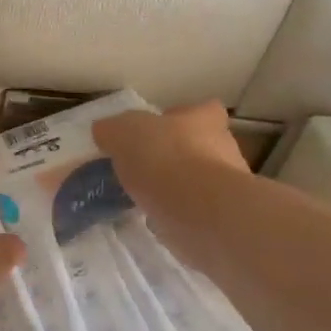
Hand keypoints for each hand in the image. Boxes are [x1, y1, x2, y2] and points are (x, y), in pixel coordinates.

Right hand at [93, 101, 249, 268]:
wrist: (201, 213)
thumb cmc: (166, 160)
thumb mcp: (124, 134)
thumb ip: (112, 130)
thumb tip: (105, 131)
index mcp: (204, 119)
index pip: (197, 110)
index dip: (175, 119)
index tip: (154, 134)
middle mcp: (222, 147)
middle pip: (197, 146)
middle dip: (173, 156)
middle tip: (142, 168)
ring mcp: (225, 184)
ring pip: (196, 179)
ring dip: (175, 187)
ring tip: (144, 197)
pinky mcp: (220, 216)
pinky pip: (194, 209)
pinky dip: (176, 213)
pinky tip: (155, 219)